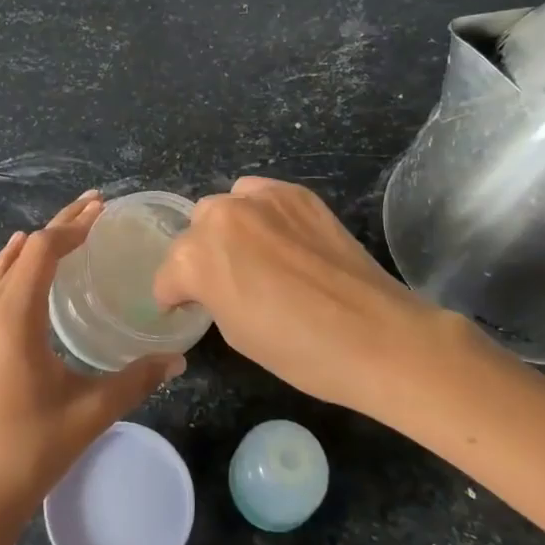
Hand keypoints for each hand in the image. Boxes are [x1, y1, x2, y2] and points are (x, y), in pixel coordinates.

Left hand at [0, 192, 184, 544]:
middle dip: (59, 226)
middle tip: (94, 207)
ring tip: (71, 231)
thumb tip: (178, 357)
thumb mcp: (91, 411)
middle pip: (22, 250)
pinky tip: (34, 273)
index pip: (41, 250)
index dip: (72, 226)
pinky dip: (19, 268)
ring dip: (36, 246)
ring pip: (5, 268)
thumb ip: (137, 378)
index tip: (102, 210)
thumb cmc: (31, 450)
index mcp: (13, 317)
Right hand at [153, 176, 438, 410]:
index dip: (176, 297)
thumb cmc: (299, 351)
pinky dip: (261, 213)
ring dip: (229, 229)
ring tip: (255, 255)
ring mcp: (260, 199)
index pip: (168, 275)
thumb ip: (210, 295)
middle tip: (227, 283)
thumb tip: (212, 285)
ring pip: (225, 205)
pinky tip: (282, 239)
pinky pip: (260, 194)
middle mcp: (220, 217)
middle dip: (202, 256)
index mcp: (195, 258)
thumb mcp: (235, 333)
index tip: (188, 309)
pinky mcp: (296, 193)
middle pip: (194, 231)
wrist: (376, 336)